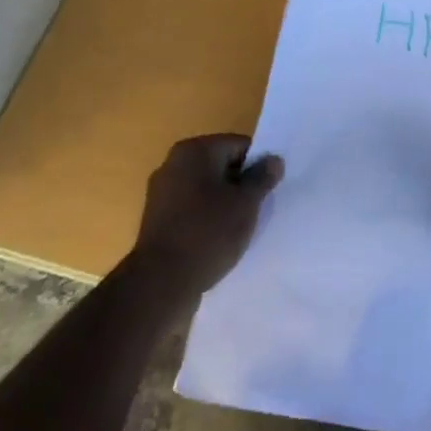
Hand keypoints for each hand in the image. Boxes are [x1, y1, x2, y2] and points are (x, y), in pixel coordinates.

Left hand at [132, 134, 282, 302]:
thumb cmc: (208, 233)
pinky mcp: (156, 219)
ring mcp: (161, 192)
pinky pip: (191, 209)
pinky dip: (206, 218)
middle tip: (256, 208)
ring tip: (238, 227)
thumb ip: (262, 178)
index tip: (268, 190)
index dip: (258, 166)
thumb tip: (274, 160)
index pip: (239, 146)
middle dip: (240, 184)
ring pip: (206, 189)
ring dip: (224, 202)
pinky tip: (217, 239)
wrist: (160, 284)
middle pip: (221, 165)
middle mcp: (173, 163)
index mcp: (194, 151)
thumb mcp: (246, 203)